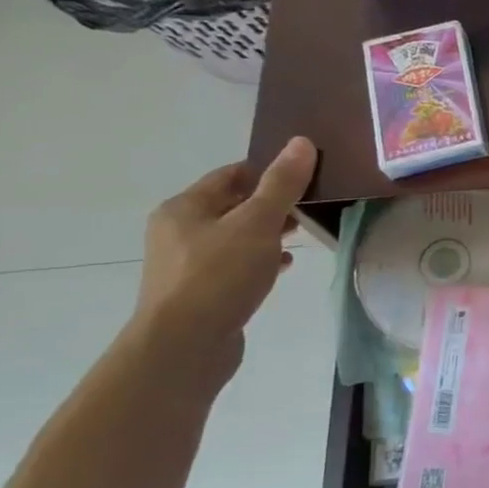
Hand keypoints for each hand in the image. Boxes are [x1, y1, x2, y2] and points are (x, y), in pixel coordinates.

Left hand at [135, 138, 317, 359]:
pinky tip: (283, 266)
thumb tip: (301, 142)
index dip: (268, 171)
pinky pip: (235, 264)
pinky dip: (260, 260)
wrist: (185, 346)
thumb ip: (282, 184)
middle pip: (232, 205)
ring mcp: (186, 264)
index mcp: (184, 208)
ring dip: (268, 233)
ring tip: (302, 236)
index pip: (231, 175)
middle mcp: (178, 231)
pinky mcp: (200, 292)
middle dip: (271, 204)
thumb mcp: (257, 224)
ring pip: (235, 236)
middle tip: (310, 206)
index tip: (305, 177)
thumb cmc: (219, 276)